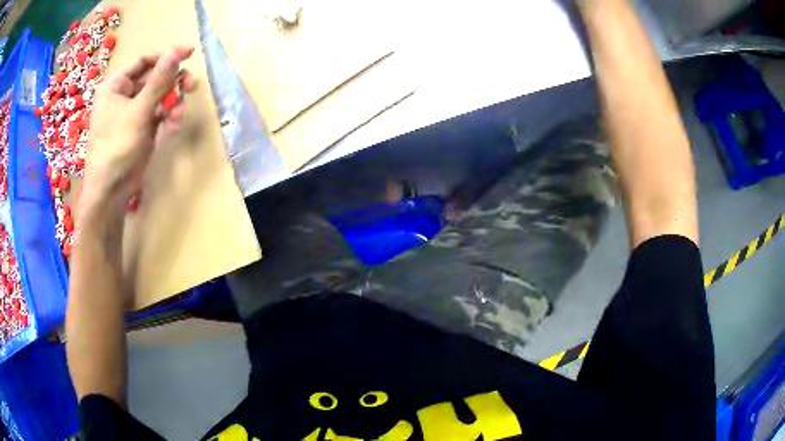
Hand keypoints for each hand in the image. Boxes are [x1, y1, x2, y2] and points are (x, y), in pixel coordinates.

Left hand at [81, 46, 196, 216]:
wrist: (110, 191)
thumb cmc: (117, 146)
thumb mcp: (138, 110)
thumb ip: (159, 81)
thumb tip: (176, 53)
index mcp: (116, 86)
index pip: (144, 61)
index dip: (165, 57)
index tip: (188, 54)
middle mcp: (124, 96)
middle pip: (154, 78)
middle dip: (173, 82)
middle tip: (191, 86)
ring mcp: (134, 114)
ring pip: (159, 97)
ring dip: (173, 102)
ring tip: (179, 114)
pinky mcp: (142, 130)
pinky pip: (159, 115)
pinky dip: (168, 118)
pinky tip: (173, 126)